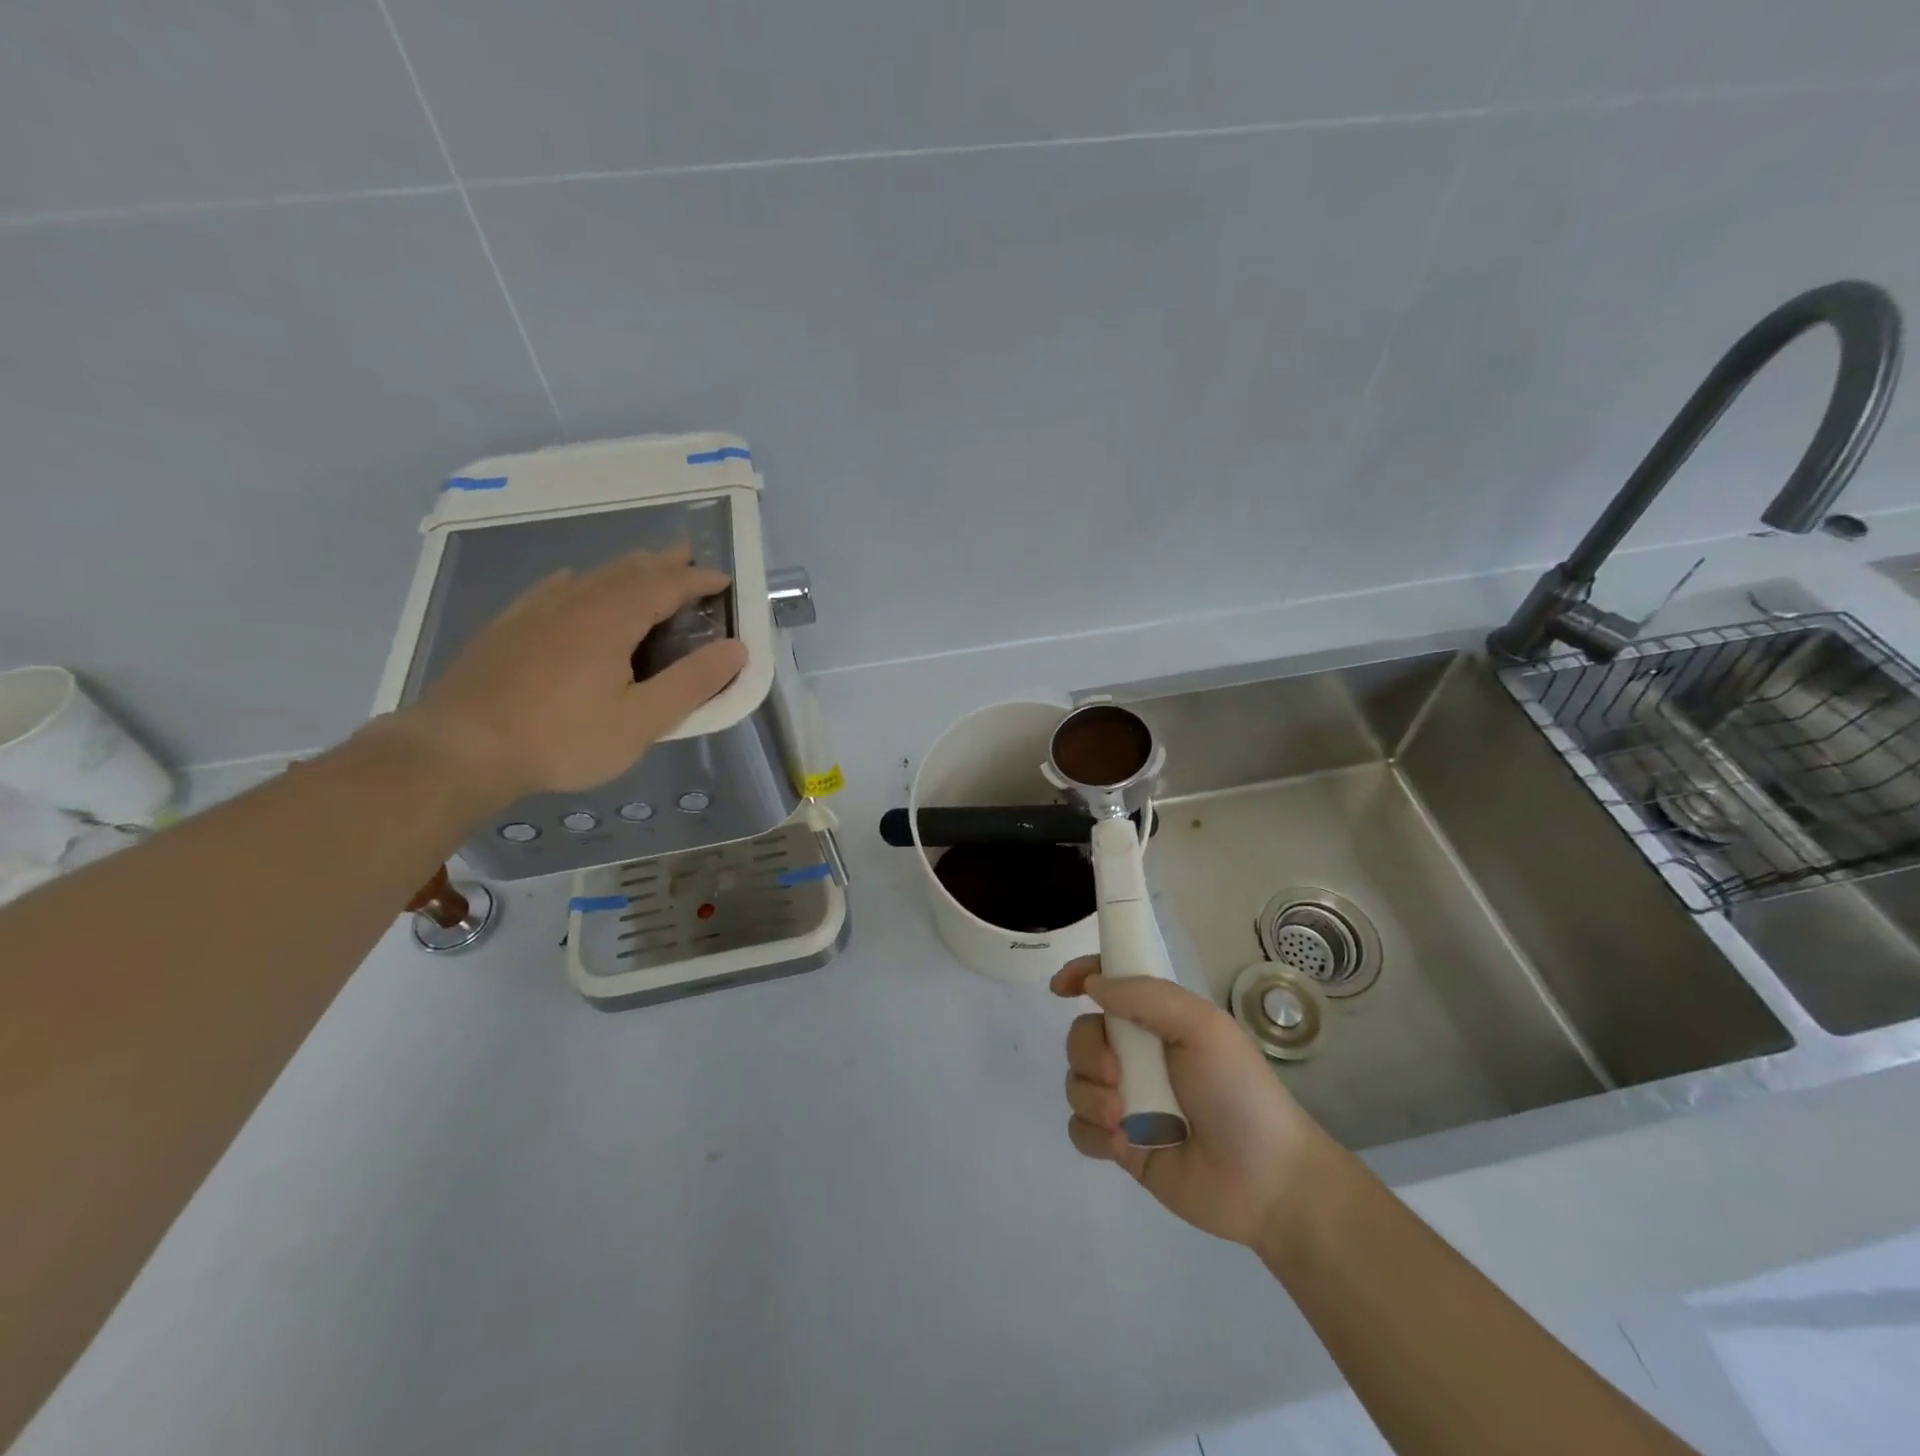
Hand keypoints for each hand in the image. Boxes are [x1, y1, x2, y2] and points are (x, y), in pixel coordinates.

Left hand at [382, 545, 746, 806]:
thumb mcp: (641, 721)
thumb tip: (736, 649)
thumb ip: (692, 684)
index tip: (723, 580)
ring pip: (591, 575)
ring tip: (645, 567)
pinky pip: (553, 588)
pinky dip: (580, 580)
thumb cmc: (562, 738)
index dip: (697, 580)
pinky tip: (573, 582)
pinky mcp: (508, 627)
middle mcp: (576, 603)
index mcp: (612, 620)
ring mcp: (536, 612)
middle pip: (627, 570)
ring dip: (626, 568)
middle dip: (663, 562)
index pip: (665, 586)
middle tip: (688, 556)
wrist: (460, 749)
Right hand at [1051, 956, 1325, 1247]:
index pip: (1109, 984)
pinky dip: (1093, 1132)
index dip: (1082, 976)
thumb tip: (1092, 984)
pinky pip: (1078, 1128)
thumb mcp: (1202, 1028)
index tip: (1061, 988)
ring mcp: (1126, 1101)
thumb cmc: (1239, 1092)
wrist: (1266, 1182)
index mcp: (1158, 1021)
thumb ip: (1146, 997)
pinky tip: (1123, 1144)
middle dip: (1088, 1051)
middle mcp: (1136, 1055)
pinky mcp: (1120, 1145)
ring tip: (1124, 1118)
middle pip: (1081, 1035)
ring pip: (1075, 1081)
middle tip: (1117, 1074)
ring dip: (1091, 1096)